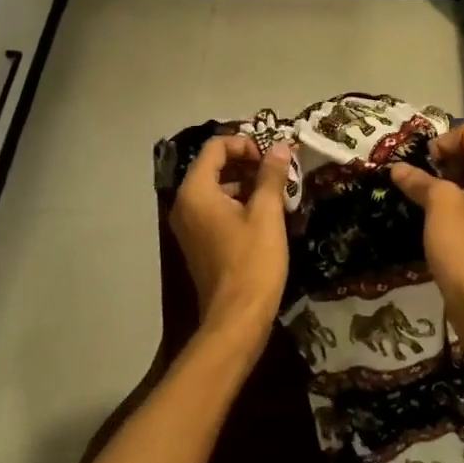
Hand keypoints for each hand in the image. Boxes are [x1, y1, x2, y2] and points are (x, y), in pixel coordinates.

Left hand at [168, 135, 293, 359]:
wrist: (237, 318)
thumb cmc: (252, 261)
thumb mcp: (266, 213)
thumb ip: (270, 175)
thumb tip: (279, 146)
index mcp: (196, 192)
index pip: (215, 147)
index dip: (245, 144)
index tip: (271, 157)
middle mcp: (184, 204)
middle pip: (213, 166)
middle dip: (246, 163)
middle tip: (277, 171)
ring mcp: (189, 225)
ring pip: (215, 188)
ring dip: (244, 183)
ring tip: (276, 192)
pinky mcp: (198, 242)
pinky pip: (214, 209)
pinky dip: (237, 203)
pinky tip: (264, 214)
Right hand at [390, 122, 463, 356]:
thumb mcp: (438, 206)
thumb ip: (420, 181)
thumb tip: (398, 169)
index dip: (443, 141)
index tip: (422, 163)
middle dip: (447, 159)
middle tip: (419, 177)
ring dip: (452, 180)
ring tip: (425, 195)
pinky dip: (463, 200)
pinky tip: (440, 216)